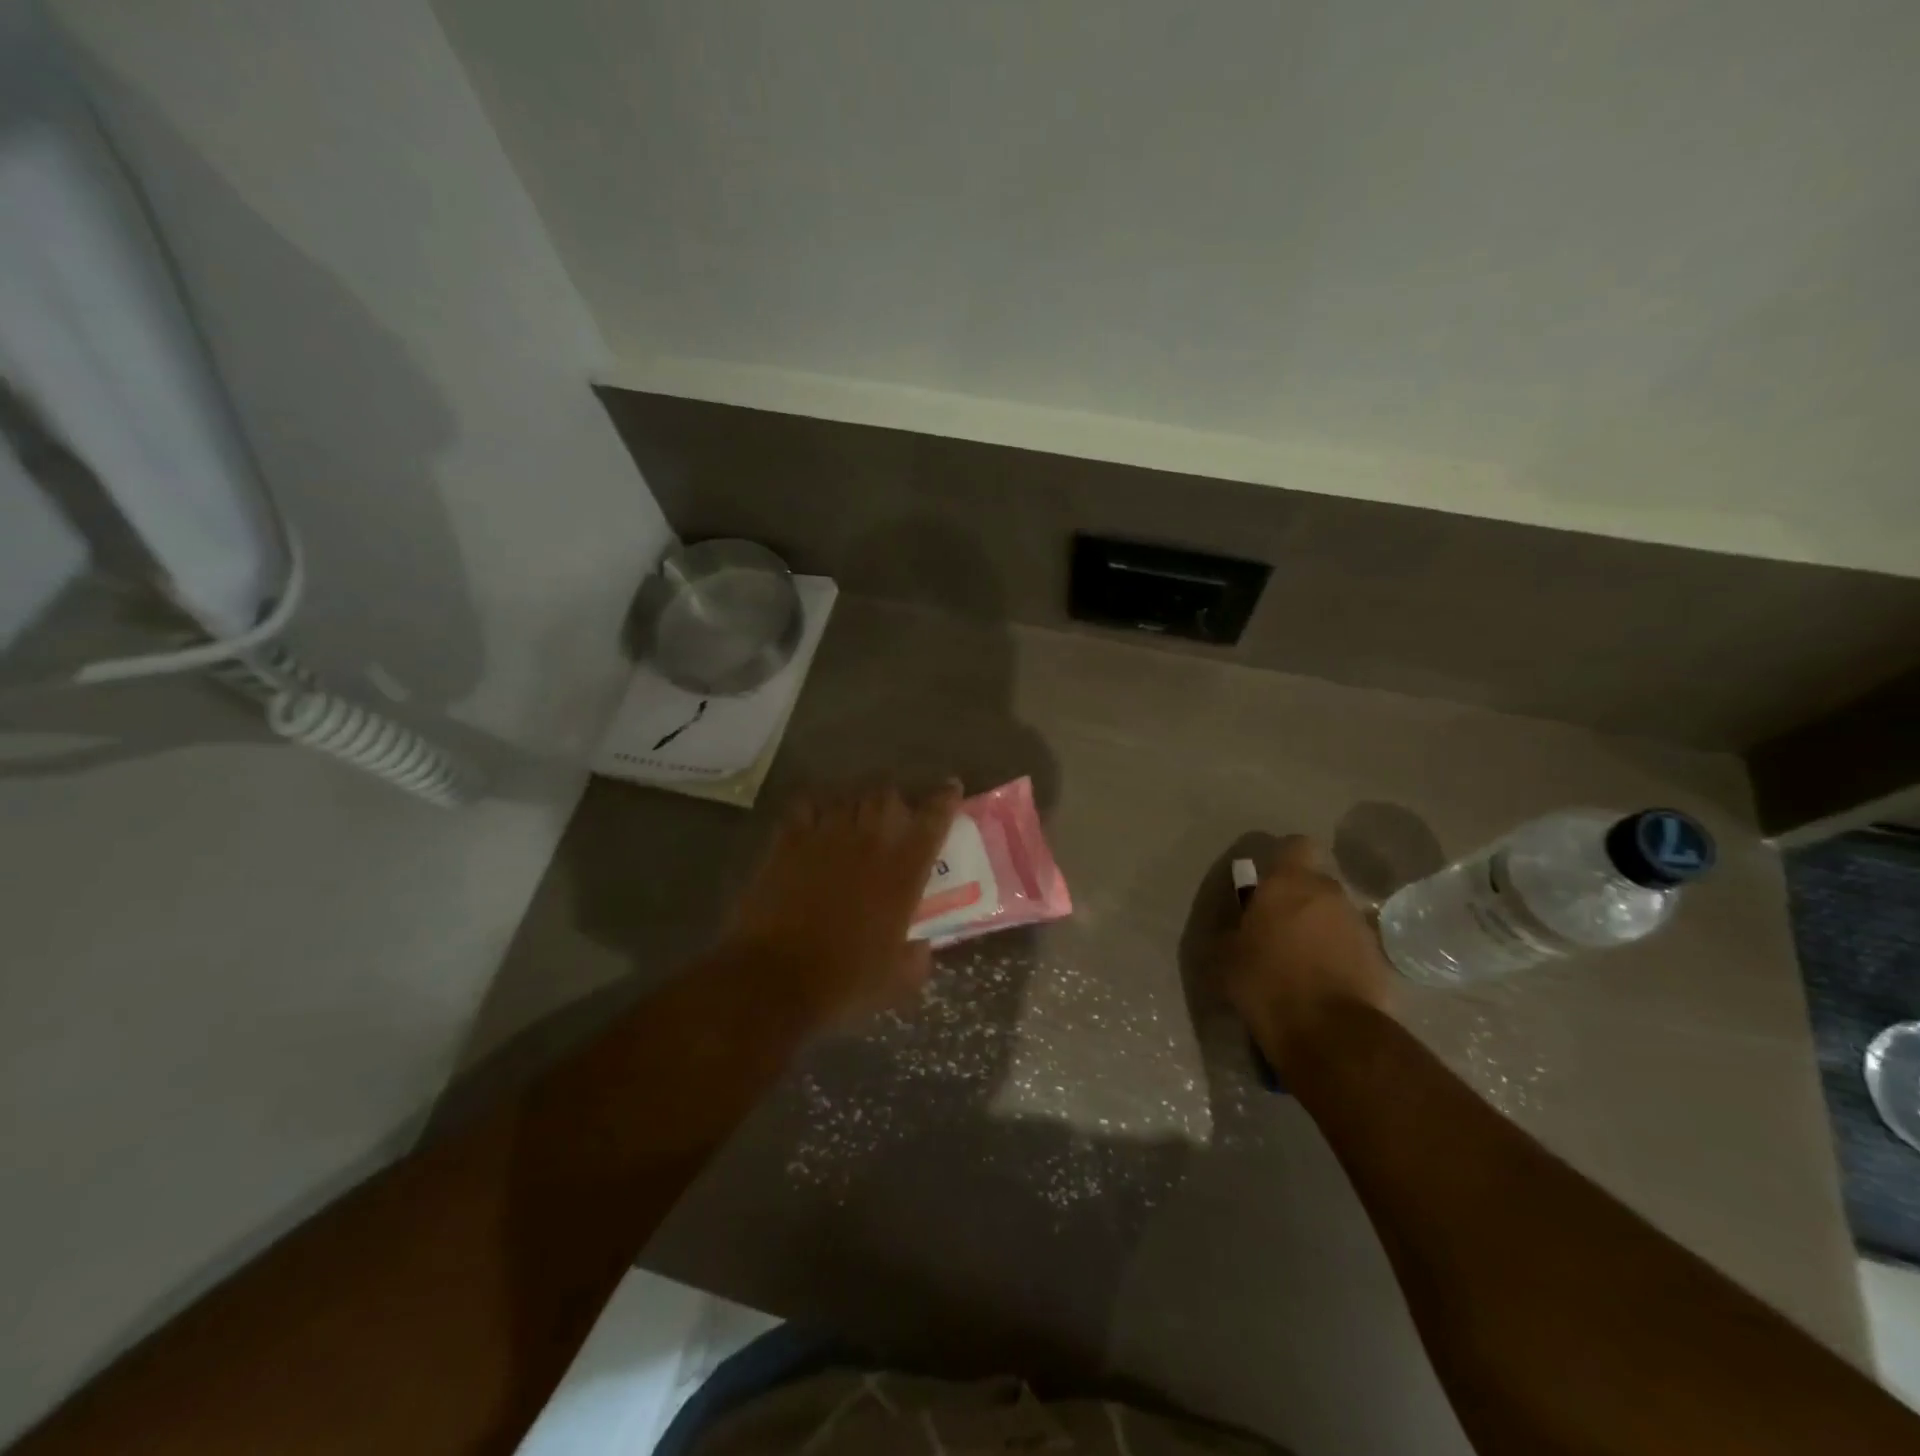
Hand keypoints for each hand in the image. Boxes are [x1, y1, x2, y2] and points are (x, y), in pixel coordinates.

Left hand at [721, 781, 961, 1028]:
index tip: (951, 788)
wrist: (773, 979)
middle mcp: (868, 843)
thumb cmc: (842, 982)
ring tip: (856, 817)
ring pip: (848, 796)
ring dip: (858, 803)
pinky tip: (816, 819)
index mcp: (902, 872)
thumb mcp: (897, 981)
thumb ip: (917, 958)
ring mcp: (825, 837)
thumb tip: (921, 947)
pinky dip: (815, 806)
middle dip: (895, 801)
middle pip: (887, 796)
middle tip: (895, 817)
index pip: (932, 820)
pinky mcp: (788, 842)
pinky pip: (805, 805)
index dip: (944, 799)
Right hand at [1219, 836, 1393, 1070]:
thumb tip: (1236, 930)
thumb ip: (1232, 932)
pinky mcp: (1380, 960)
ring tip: (1302, 962)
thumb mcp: (1225, 957)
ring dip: (1322, 929)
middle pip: (1316, 883)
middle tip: (1279, 929)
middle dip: (1301, 900)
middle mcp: (1329, 894)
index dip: (1284, 860)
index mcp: (1289, 883)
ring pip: (1336, 915)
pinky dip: (1340, 958)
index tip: (1268, 882)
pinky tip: (1323, 985)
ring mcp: (1360, 926)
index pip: (1296, 846)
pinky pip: (1353, 947)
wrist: (1329, 1033)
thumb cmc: (1266, 982)